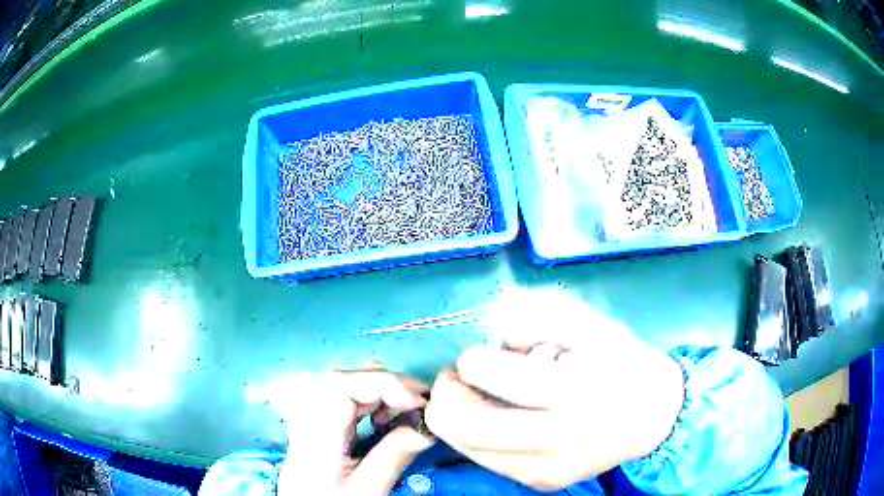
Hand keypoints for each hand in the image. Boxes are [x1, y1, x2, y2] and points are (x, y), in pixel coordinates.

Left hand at [273, 370, 433, 495]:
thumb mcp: (366, 490)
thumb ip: (393, 457)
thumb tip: (425, 429)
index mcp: (315, 433)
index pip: (343, 385)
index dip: (385, 383)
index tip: (419, 400)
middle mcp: (306, 416)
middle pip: (345, 378)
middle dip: (387, 385)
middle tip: (420, 405)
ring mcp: (308, 415)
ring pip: (345, 383)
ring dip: (380, 392)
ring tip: (406, 412)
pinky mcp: (316, 418)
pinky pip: (343, 395)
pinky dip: (370, 401)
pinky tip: (383, 419)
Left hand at [424, 289, 684, 491]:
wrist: (651, 418)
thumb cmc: (622, 364)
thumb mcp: (593, 325)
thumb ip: (543, 315)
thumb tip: (494, 328)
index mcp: (577, 390)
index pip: (498, 378)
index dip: (471, 361)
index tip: (476, 352)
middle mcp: (560, 438)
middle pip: (467, 425)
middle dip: (445, 395)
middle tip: (457, 376)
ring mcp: (548, 468)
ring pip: (466, 448)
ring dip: (454, 417)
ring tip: (473, 396)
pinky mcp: (542, 483)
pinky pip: (486, 461)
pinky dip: (475, 437)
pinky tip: (496, 418)